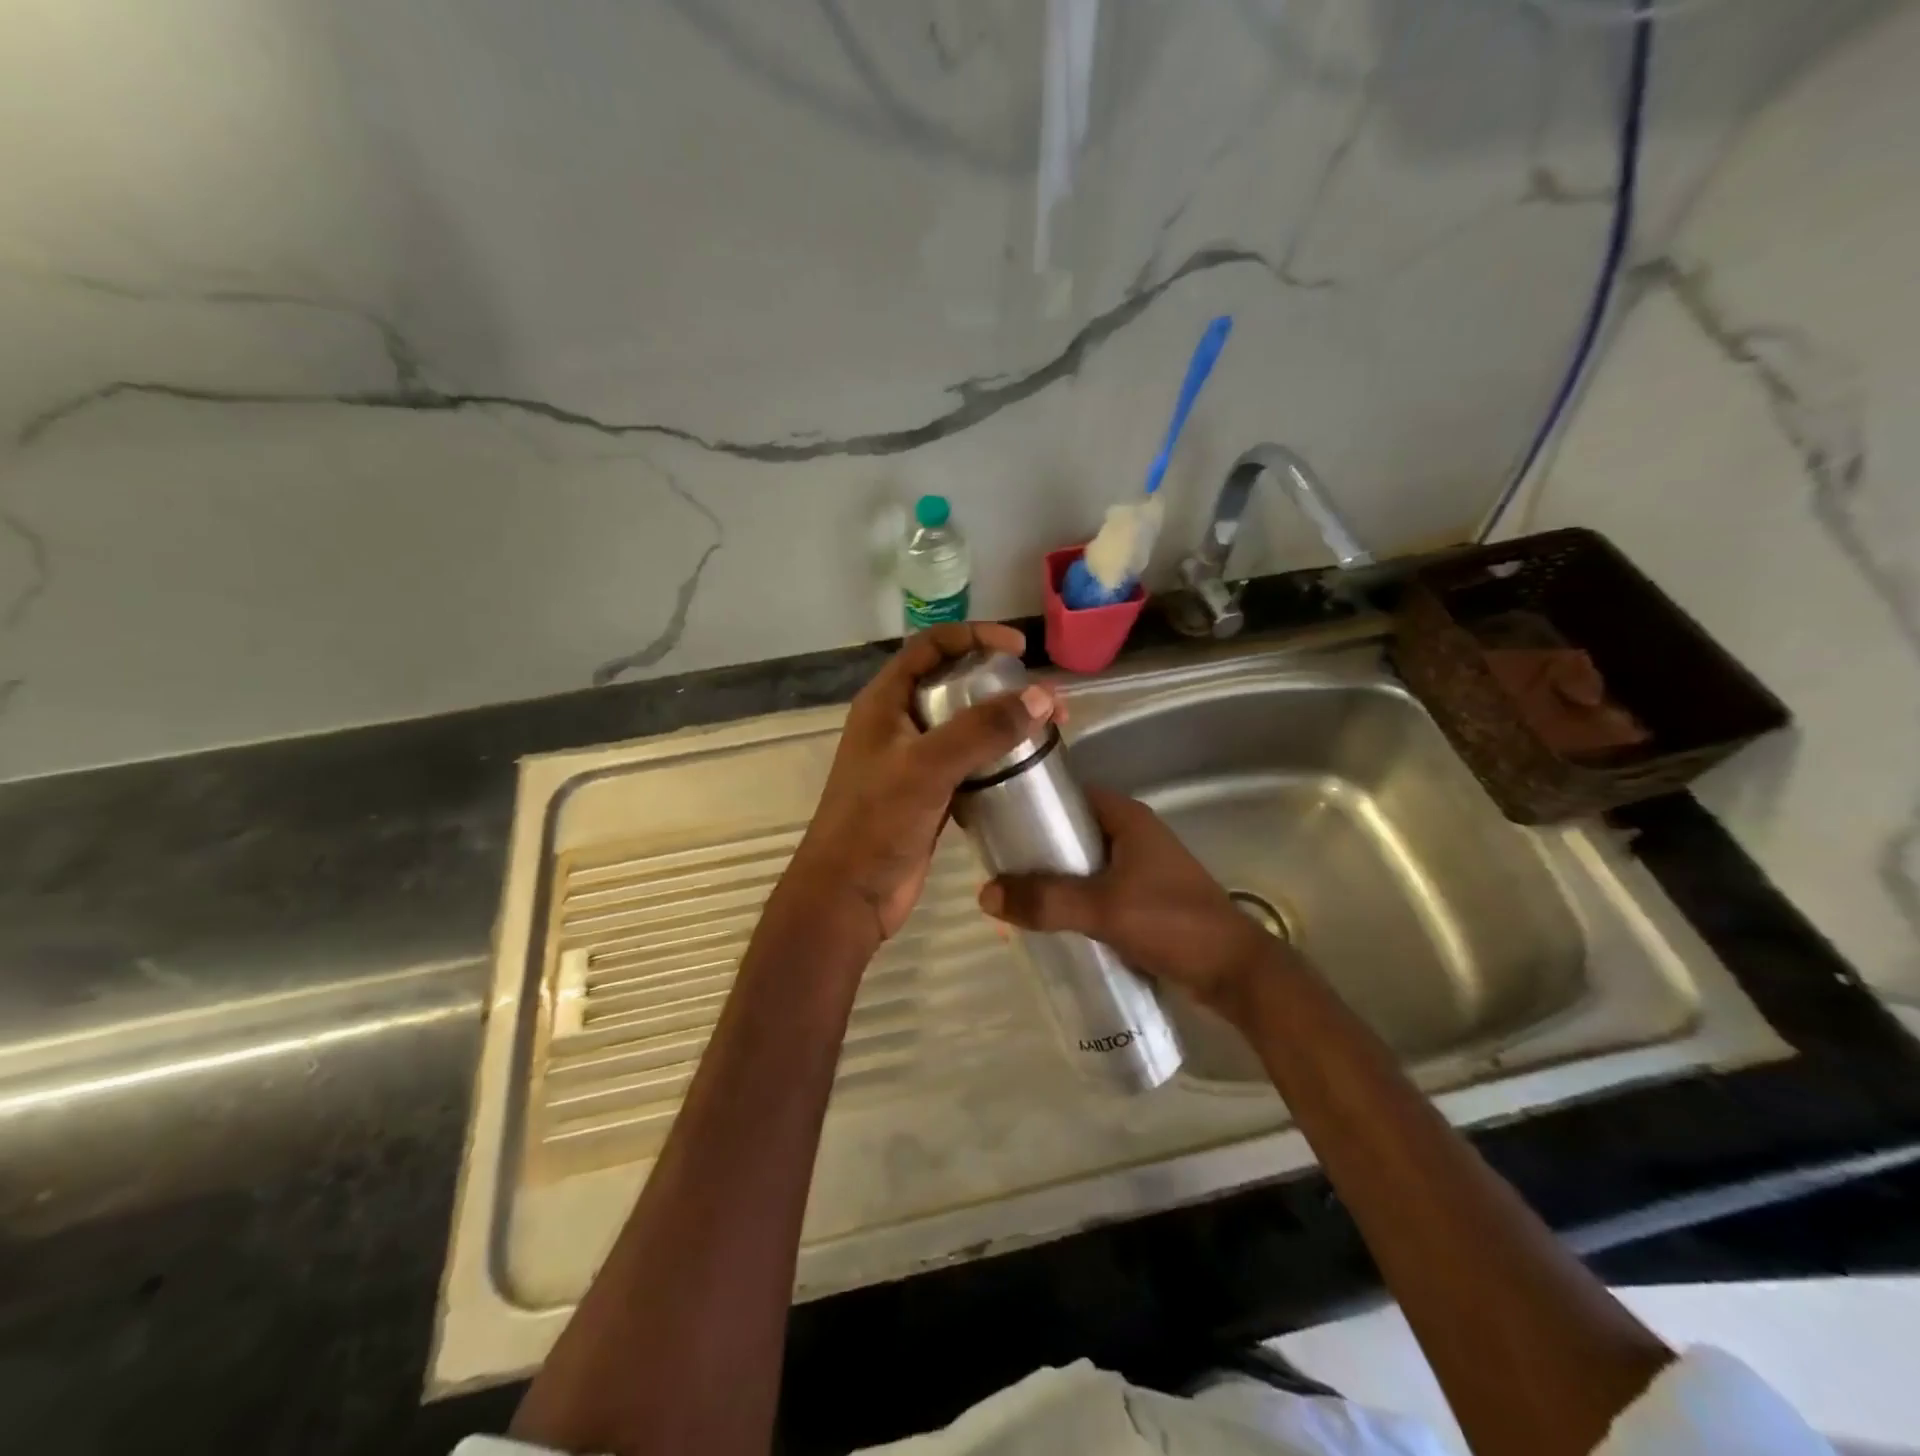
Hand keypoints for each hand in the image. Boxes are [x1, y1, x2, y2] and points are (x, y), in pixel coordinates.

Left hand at [785, 623, 1064, 946]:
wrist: (849, 895)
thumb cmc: (876, 823)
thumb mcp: (927, 767)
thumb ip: (982, 730)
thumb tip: (1042, 696)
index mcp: (885, 702)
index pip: (931, 647)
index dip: (974, 637)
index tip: (1019, 650)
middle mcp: (897, 723)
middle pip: (952, 684)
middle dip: (999, 684)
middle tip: (1045, 700)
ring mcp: (913, 761)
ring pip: (963, 726)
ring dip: (1001, 723)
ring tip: (1046, 730)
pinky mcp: (928, 794)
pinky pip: (967, 763)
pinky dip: (995, 759)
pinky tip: (1025, 767)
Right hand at [977, 787, 1275, 1015]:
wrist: (1232, 972)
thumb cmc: (1171, 923)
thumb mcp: (1102, 908)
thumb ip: (1045, 901)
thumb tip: (985, 894)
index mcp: (1128, 819)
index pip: (1071, 795)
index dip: (1034, 804)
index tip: (998, 822)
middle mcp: (1133, 836)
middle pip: (1073, 831)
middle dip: (1037, 848)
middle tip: (998, 866)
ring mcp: (1141, 868)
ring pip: (1083, 864)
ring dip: (1053, 878)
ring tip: (1014, 895)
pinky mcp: (1144, 899)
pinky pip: (1096, 890)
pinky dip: (1072, 900)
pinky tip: (1048, 921)